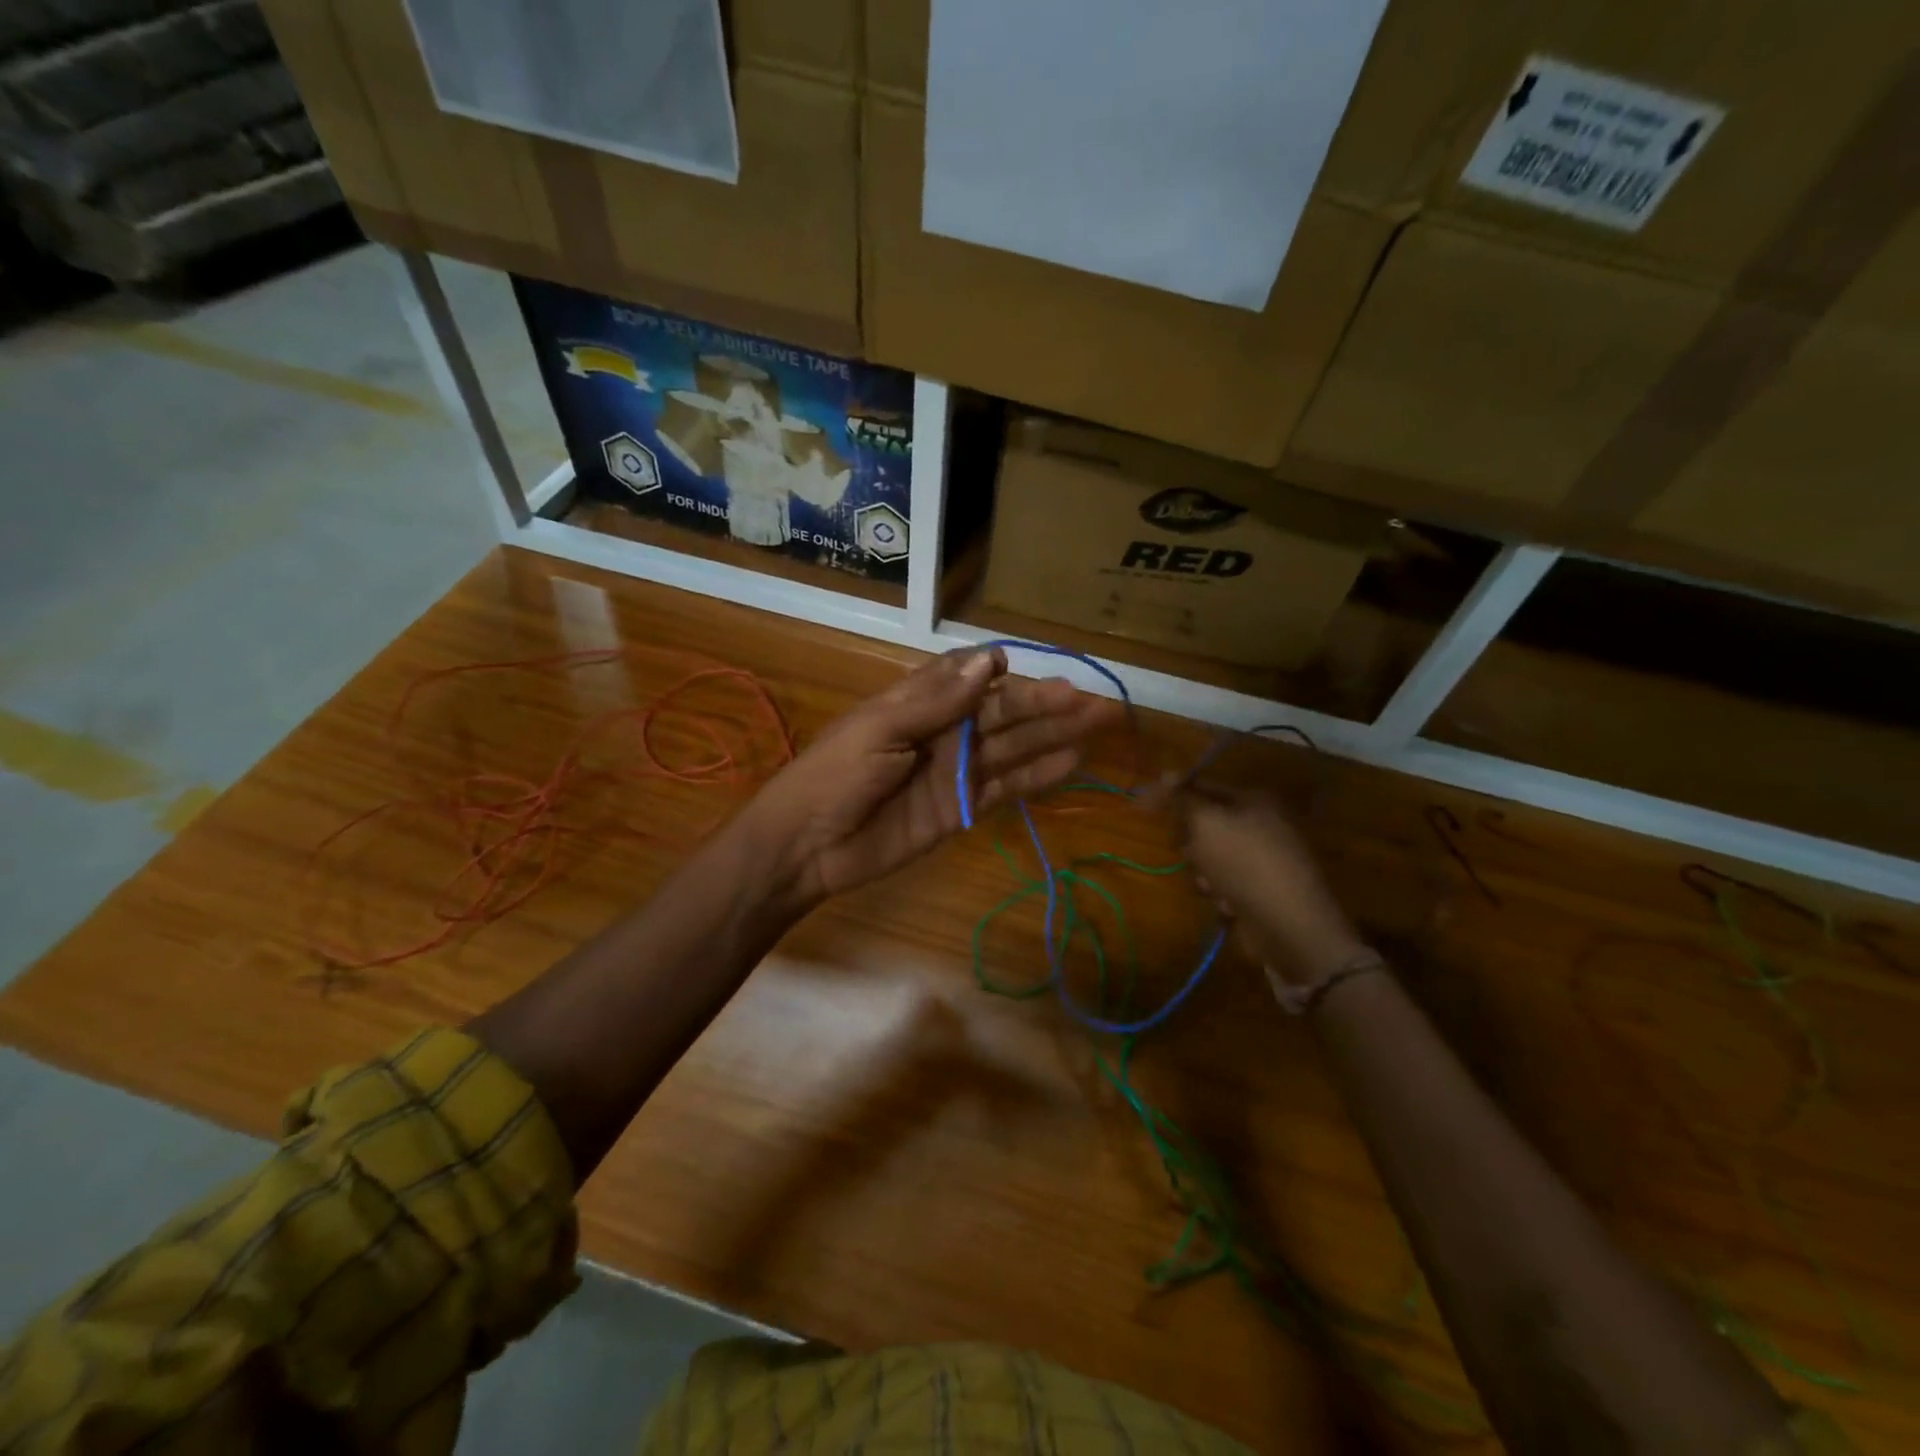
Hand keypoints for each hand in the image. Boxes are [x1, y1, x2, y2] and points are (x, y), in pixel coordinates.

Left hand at [745, 648, 1122, 905]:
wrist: (808, 845)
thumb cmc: (836, 774)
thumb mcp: (881, 728)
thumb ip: (937, 699)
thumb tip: (992, 659)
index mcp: (919, 702)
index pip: (969, 678)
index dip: (999, 673)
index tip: (1023, 669)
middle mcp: (943, 731)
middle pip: (1001, 713)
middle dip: (1044, 705)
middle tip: (1092, 701)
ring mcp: (954, 771)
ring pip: (1012, 747)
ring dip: (1051, 736)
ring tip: (1095, 724)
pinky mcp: (960, 809)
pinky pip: (1004, 788)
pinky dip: (1036, 776)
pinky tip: (1069, 763)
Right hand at [1182, 787, 1368, 985]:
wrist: (1290, 927)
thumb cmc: (1245, 864)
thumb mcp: (1207, 823)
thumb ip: (1183, 798)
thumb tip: (1165, 773)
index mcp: (1254, 801)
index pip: (1201, 787)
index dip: (1170, 796)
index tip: (1139, 807)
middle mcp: (1262, 825)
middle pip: (1205, 825)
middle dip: (1192, 844)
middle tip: (1191, 853)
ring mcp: (1263, 859)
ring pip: (1210, 858)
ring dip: (1204, 873)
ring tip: (1213, 886)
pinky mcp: (1262, 890)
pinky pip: (1225, 884)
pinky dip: (1221, 894)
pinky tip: (1229, 905)